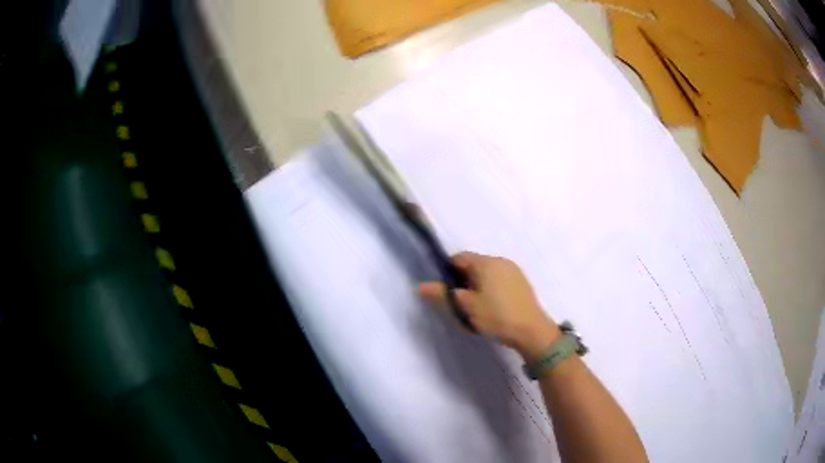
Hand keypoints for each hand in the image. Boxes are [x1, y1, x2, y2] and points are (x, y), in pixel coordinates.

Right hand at [419, 252, 560, 361]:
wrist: (532, 331)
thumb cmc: (496, 316)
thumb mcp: (465, 307)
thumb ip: (442, 295)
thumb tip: (419, 286)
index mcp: (486, 262)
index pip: (459, 257)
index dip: (448, 272)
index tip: (446, 292)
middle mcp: (500, 260)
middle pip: (474, 265)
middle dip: (463, 281)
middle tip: (461, 304)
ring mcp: (514, 271)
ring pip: (487, 274)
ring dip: (477, 286)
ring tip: (477, 309)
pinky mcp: (522, 283)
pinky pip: (499, 280)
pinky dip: (491, 290)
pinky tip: (494, 309)